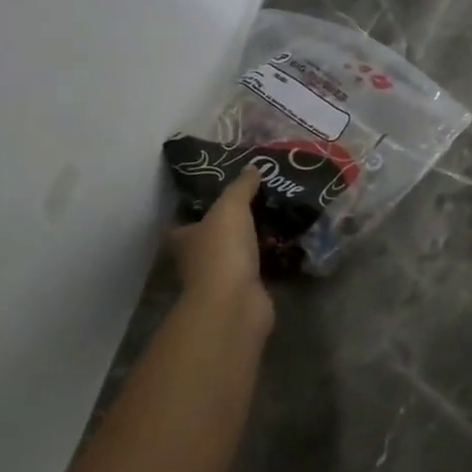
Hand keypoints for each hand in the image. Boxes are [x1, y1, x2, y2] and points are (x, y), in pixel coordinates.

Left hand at [170, 166, 269, 327]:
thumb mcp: (231, 207)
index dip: (197, 210)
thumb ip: (241, 187)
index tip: (219, 196)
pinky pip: (257, 270)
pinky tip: (287, 245)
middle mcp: (197, 261)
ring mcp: (220, 280)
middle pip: (211, 239)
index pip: (184, 222)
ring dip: (252, 243)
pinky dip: (269, 261)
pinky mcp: (244, 293)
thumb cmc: (222, 250)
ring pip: (236, 255)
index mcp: (184, 239)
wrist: (235, 303)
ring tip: (277, 219)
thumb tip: (252, 168)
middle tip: (257, 203)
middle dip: (230, 226)